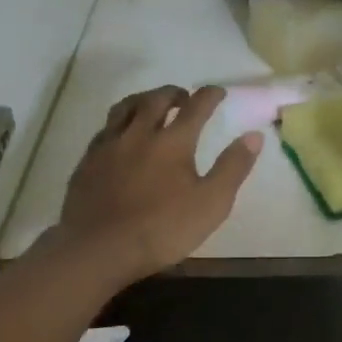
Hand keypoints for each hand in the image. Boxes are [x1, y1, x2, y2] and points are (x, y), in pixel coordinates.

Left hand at [59, 84, 262, 281]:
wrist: (98, 249)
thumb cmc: (162, 229)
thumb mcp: (211, 203)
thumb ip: (233, 167)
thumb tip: (254, 135)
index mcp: (173, 142)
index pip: (195, 107)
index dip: (209, 95)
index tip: (218, 91)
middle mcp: (139, 134)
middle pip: (156, 100)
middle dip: (174, 93)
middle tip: (184, 96)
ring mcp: (109, 146)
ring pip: (125, 108)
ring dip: (143, 100)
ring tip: (151, 104)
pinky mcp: (87, 162)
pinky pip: (104, 129)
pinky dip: (119, 122)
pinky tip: (121, 135)